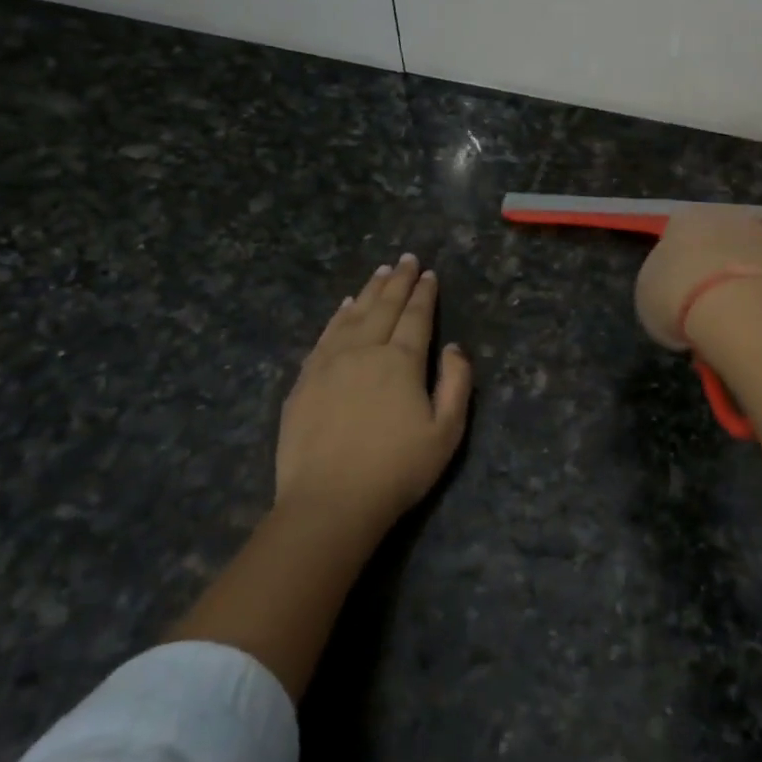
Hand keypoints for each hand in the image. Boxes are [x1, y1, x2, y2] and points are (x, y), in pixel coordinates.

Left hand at [274, 253, 472, 535]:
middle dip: (398, 281)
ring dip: (369, 291)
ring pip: (352, 316)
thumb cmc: (397, 470)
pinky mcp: (305, 381)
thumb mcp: (447, 432)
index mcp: (400, 362)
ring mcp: (329, 363)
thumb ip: (457, 383)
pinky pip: (325, 336)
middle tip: (406, 259)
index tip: (429, 273)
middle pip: (384, 307)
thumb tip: (454, 347)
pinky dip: (338, 316)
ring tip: (380, 272)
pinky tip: (345, 307)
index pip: (416, 317)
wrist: (330, 502)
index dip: (424, 293)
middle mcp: (364, 351)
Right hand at [634, 207, 761, 349]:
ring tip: (735, 315)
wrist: (738, 308)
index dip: (677, 265)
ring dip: (742, 276)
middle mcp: (726, 215)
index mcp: (683, 219)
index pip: (677, 235)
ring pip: (748, 254)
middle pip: (717, 239)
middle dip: (713, 264)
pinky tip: (761, 318)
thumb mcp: (648, 295)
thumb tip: (675, 289)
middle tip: (707, 302)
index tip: (677, 292)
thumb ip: (662, 283)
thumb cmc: (678, 298)